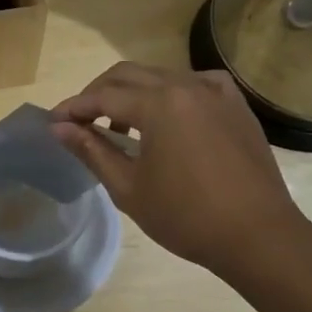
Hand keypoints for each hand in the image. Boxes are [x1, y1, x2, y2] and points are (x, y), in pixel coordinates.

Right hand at [51, 62, 311, 284]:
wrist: (259, 237)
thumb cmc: (187, 217)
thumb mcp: (129, 188)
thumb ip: (93, 151)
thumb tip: (59, 128)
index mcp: (159, 104)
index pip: (103, 96)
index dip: (74, 108)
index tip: (53, 123)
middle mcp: (187, 85)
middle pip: (128, 75)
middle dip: (98, 93)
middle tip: (80, 121)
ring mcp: (216, 92)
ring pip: (160, 76)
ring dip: (132, 93)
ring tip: (120, 127)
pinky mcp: (236, 105)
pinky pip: (194, 84)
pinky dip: (170, 94)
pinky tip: (168, 117)